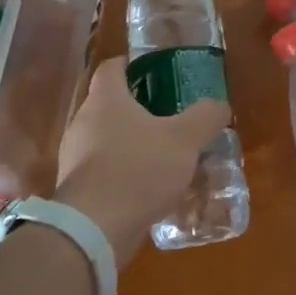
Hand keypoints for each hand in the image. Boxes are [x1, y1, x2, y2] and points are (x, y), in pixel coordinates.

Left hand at [54, 58, 231, 264]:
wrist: (94, 229)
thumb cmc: (138, 169)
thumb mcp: (184, 140)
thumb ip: (205, 117)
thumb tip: (219, 105)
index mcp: (106, 100)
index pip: (111, 68)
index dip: (131, 64)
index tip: (152, 69)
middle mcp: (84, 122)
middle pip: (110, 104)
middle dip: (138, 107)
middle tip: (169, 114)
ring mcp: (76, 157)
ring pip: (107, 139)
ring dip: (132, 143)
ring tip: (164, 154)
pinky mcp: (77, 189)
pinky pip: (105, 170)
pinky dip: (125, 172)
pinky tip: (149, 187)